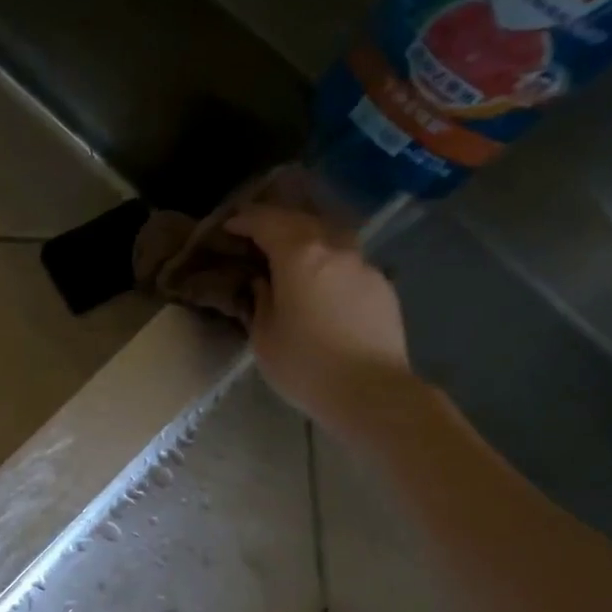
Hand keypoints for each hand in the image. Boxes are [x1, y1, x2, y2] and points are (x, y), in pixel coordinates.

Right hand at [225, 203, 419, 436]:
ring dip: (307, 238)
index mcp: (300, 257)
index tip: (230, 225)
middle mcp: (335, 249)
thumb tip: (263, 282)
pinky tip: (321, 282)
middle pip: (302, 221)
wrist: (370, 391)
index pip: (268, 223)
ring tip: (291, 252)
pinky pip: (348, 262)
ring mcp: (364, 266)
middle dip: (276, 222)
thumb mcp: (264, 337)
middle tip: (256, 232)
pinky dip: (328, 262)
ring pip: (331, 237)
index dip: (246, 220)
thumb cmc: (305, 366)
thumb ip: (261, 300)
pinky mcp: (382, 286)